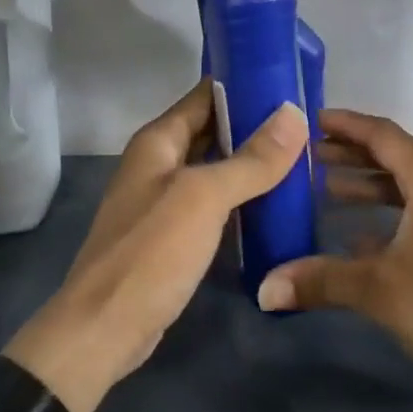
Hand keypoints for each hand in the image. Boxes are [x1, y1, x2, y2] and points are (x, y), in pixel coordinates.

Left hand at [4, 80, 308, 411]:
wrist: (104, 330)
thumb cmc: (151, 252)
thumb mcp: (204, 198)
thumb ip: (251, 158)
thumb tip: (294, 113)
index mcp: (158, 140)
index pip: (206, 94)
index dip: (246, 83)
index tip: (292, 80)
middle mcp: (159, 162)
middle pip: (213, 129)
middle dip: (256, 123)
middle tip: (308, 120)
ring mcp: (165, 199)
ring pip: (216, 166)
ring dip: (252, 160)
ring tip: (303, 154)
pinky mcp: (174, 234)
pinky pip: (214, 201)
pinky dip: (242, 195)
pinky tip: (277, 199)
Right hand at [255, 107, 412, 399]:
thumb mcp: (382, 291)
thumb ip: (322, 280)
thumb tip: (264, 289)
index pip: (382, 134)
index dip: (345, 124)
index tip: (312, 119)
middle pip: (396, 156)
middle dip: (352, 155)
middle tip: (311, 156)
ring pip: (411, 184)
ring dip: (372, 185)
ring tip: (329, 189)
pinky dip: (394, 212)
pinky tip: (363, 235)